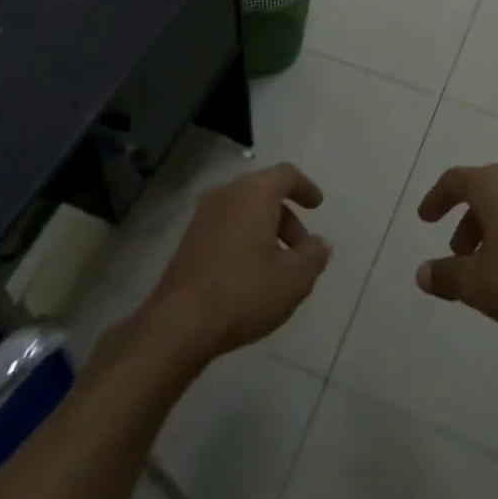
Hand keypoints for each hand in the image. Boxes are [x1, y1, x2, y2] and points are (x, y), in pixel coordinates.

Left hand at [138, 163, 330, 365]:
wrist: (179, 324)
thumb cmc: (244, 292)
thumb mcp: (294, 278)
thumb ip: (314, 255)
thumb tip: (319, 244)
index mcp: (254, 193)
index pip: (286, 174)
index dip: (305, 187)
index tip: (317, 206)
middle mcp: (226, 194)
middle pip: (264, 192)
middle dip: (287, 217)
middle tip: (301, 249)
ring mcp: (203, 216)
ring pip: (244, 210)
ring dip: (266, 229)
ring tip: (279, 267)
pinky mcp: (189, 239)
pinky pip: (227, 226)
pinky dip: (245, 238)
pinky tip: (251, 274)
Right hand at [413, 165, 497, 328]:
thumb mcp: (476, 283)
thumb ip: (446, 276)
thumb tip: (422, 273)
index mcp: (492, 187)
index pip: (456, 180)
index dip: (437, 197)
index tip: (426, 219)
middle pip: (483, 193)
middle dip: (465, 221)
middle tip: (457, 253)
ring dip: (489, 232)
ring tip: (485, 269)